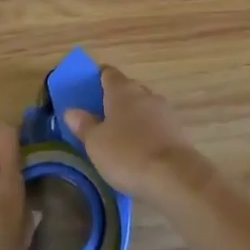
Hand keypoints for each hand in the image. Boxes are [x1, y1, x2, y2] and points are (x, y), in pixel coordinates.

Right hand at [63, 66, 210, 200]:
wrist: (174, 176)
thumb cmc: (127, 154)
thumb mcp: (96, 143)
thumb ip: (84, 125)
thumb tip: (72, 111)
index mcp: (122, 90)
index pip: (108, 73)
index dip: (97, 78)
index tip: (87, 89)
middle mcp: (145, 94)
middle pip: (127, 89)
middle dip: (114, 99)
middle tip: (99, 117)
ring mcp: (165, 111)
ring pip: (143, 107)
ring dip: (132, 117)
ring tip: (118, 135)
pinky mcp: (177, 130)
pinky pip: (155, 125)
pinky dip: (146, 132)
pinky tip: (138, 149)